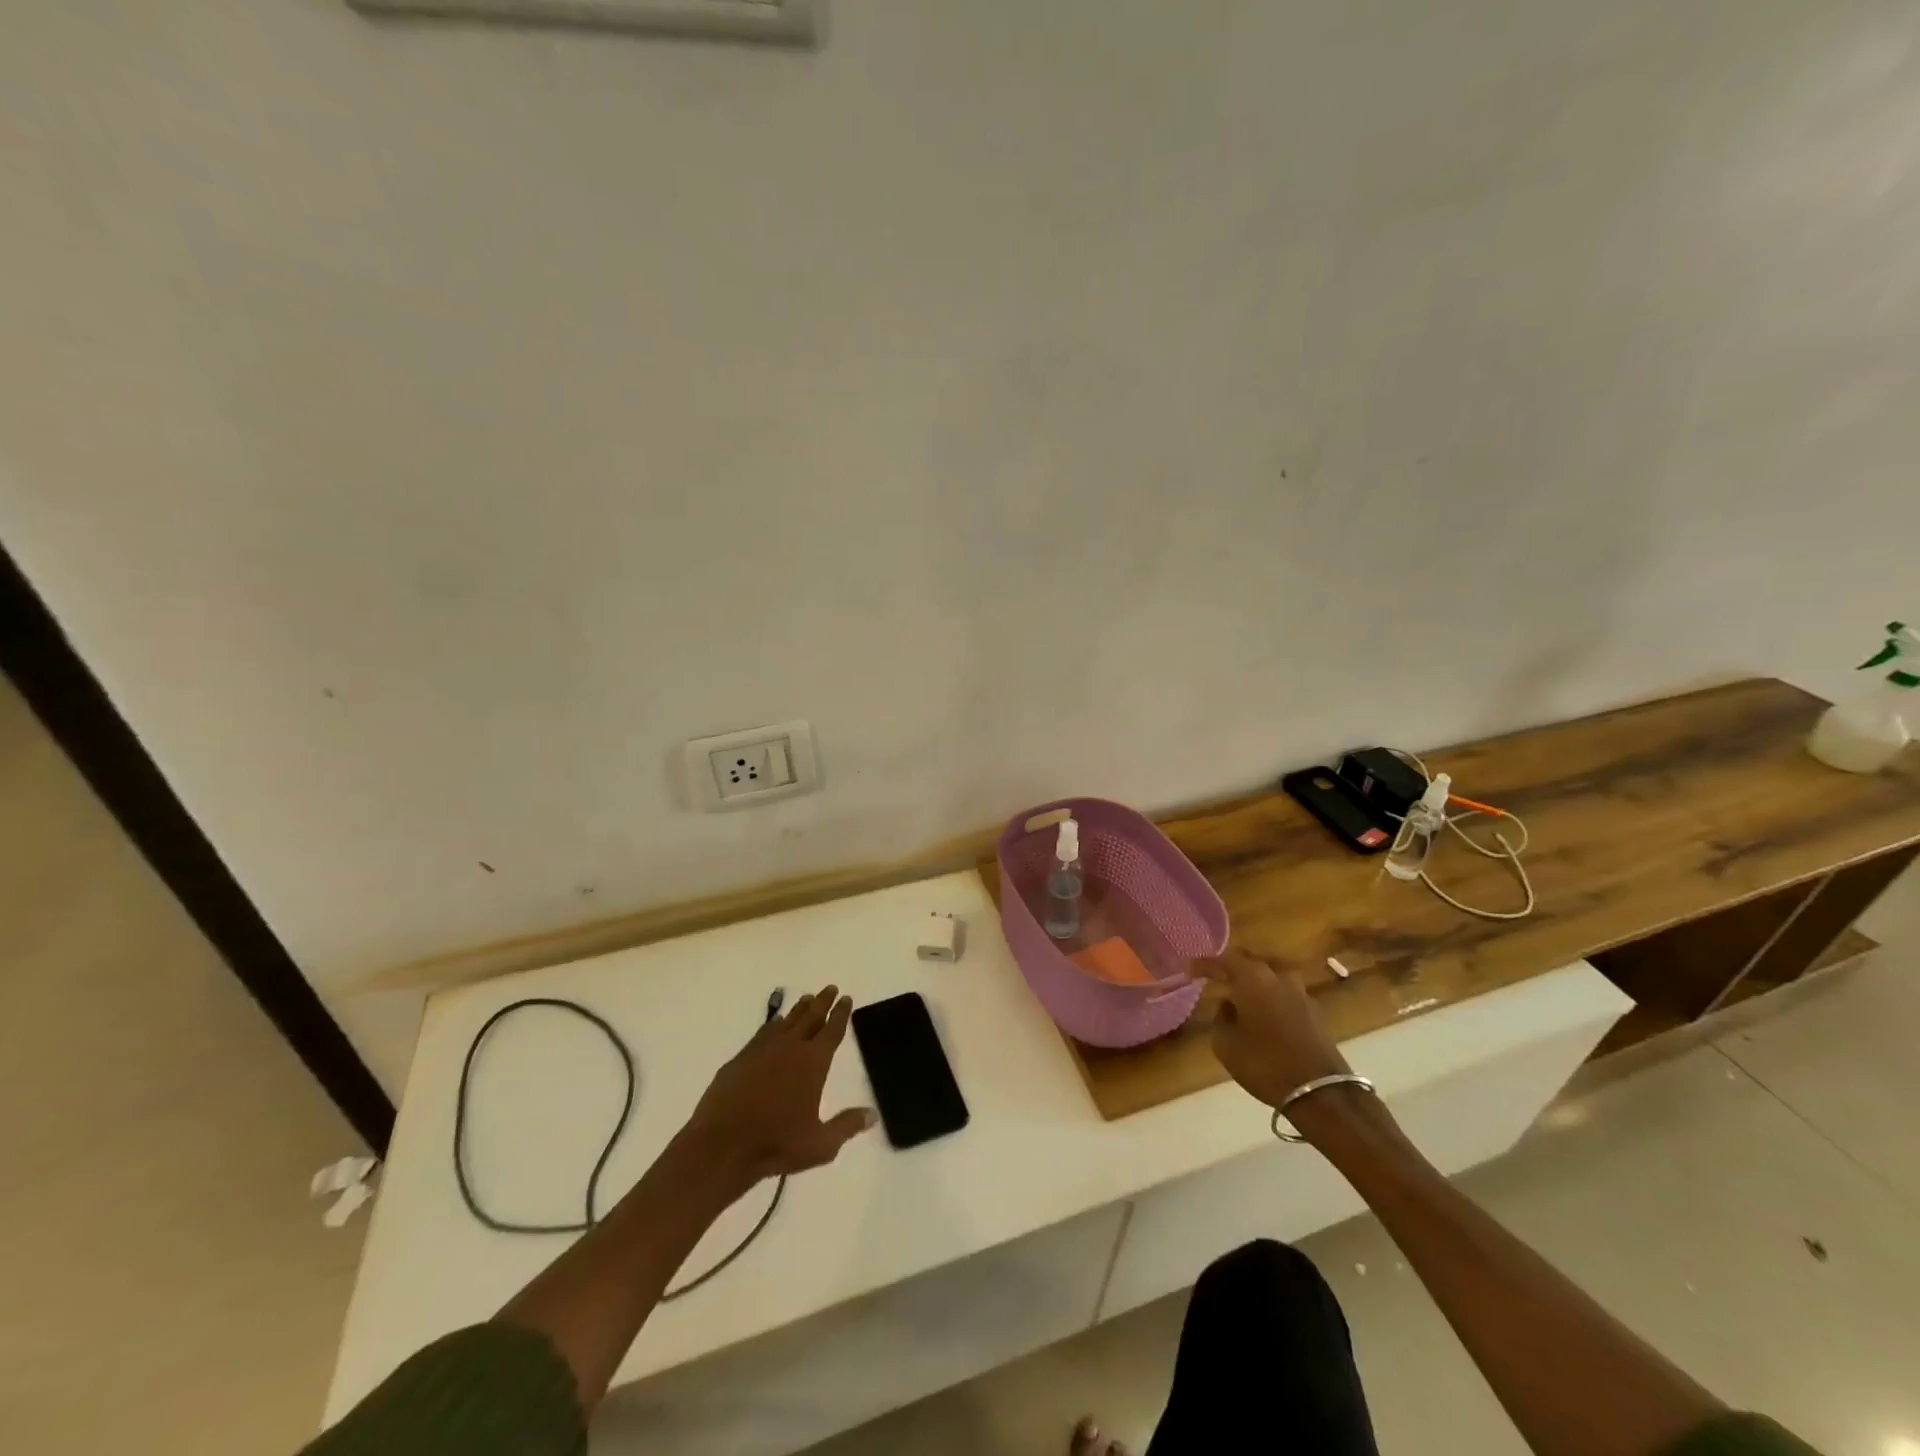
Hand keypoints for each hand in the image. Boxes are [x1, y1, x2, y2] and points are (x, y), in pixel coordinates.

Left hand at [685, 985, 876, 1183]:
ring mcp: (762, 1050)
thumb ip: (847, 1126)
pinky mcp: (740, 1059)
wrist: (722, 1146)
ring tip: (807, 999)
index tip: (846, 998)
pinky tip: (774, 1023)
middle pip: (810, 1017)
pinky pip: (762, 1033)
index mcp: (813, 1062)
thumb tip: (873, 1114)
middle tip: (830, 988)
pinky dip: (772, 1024)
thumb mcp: (820, 1144)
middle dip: (822, 1001)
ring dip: (799, 1009)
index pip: (832, 1030)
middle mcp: (790, 1048)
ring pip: (786, 1021)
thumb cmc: (776, 1145)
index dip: (841, 1013)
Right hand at [1193, 949, 1350, 1109]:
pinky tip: (1262, 1013)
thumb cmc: (1265, 1064)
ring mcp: (1301, 993)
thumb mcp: (1226, 1044)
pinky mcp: (1315, 1012)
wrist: (1321, 1093)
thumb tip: (1229, 1006)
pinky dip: (1270, 997)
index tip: (1189, 969)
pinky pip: (1284, 994)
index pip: (1224, 960)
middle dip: (1232, 968)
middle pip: (1251, 962)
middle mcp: (1278, 977)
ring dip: (1254, 983)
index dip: (1204, 964)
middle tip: (1216, 978)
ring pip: (1271, 977)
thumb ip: (1221, 1018)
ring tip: (1240, 997)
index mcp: (1253, 978)